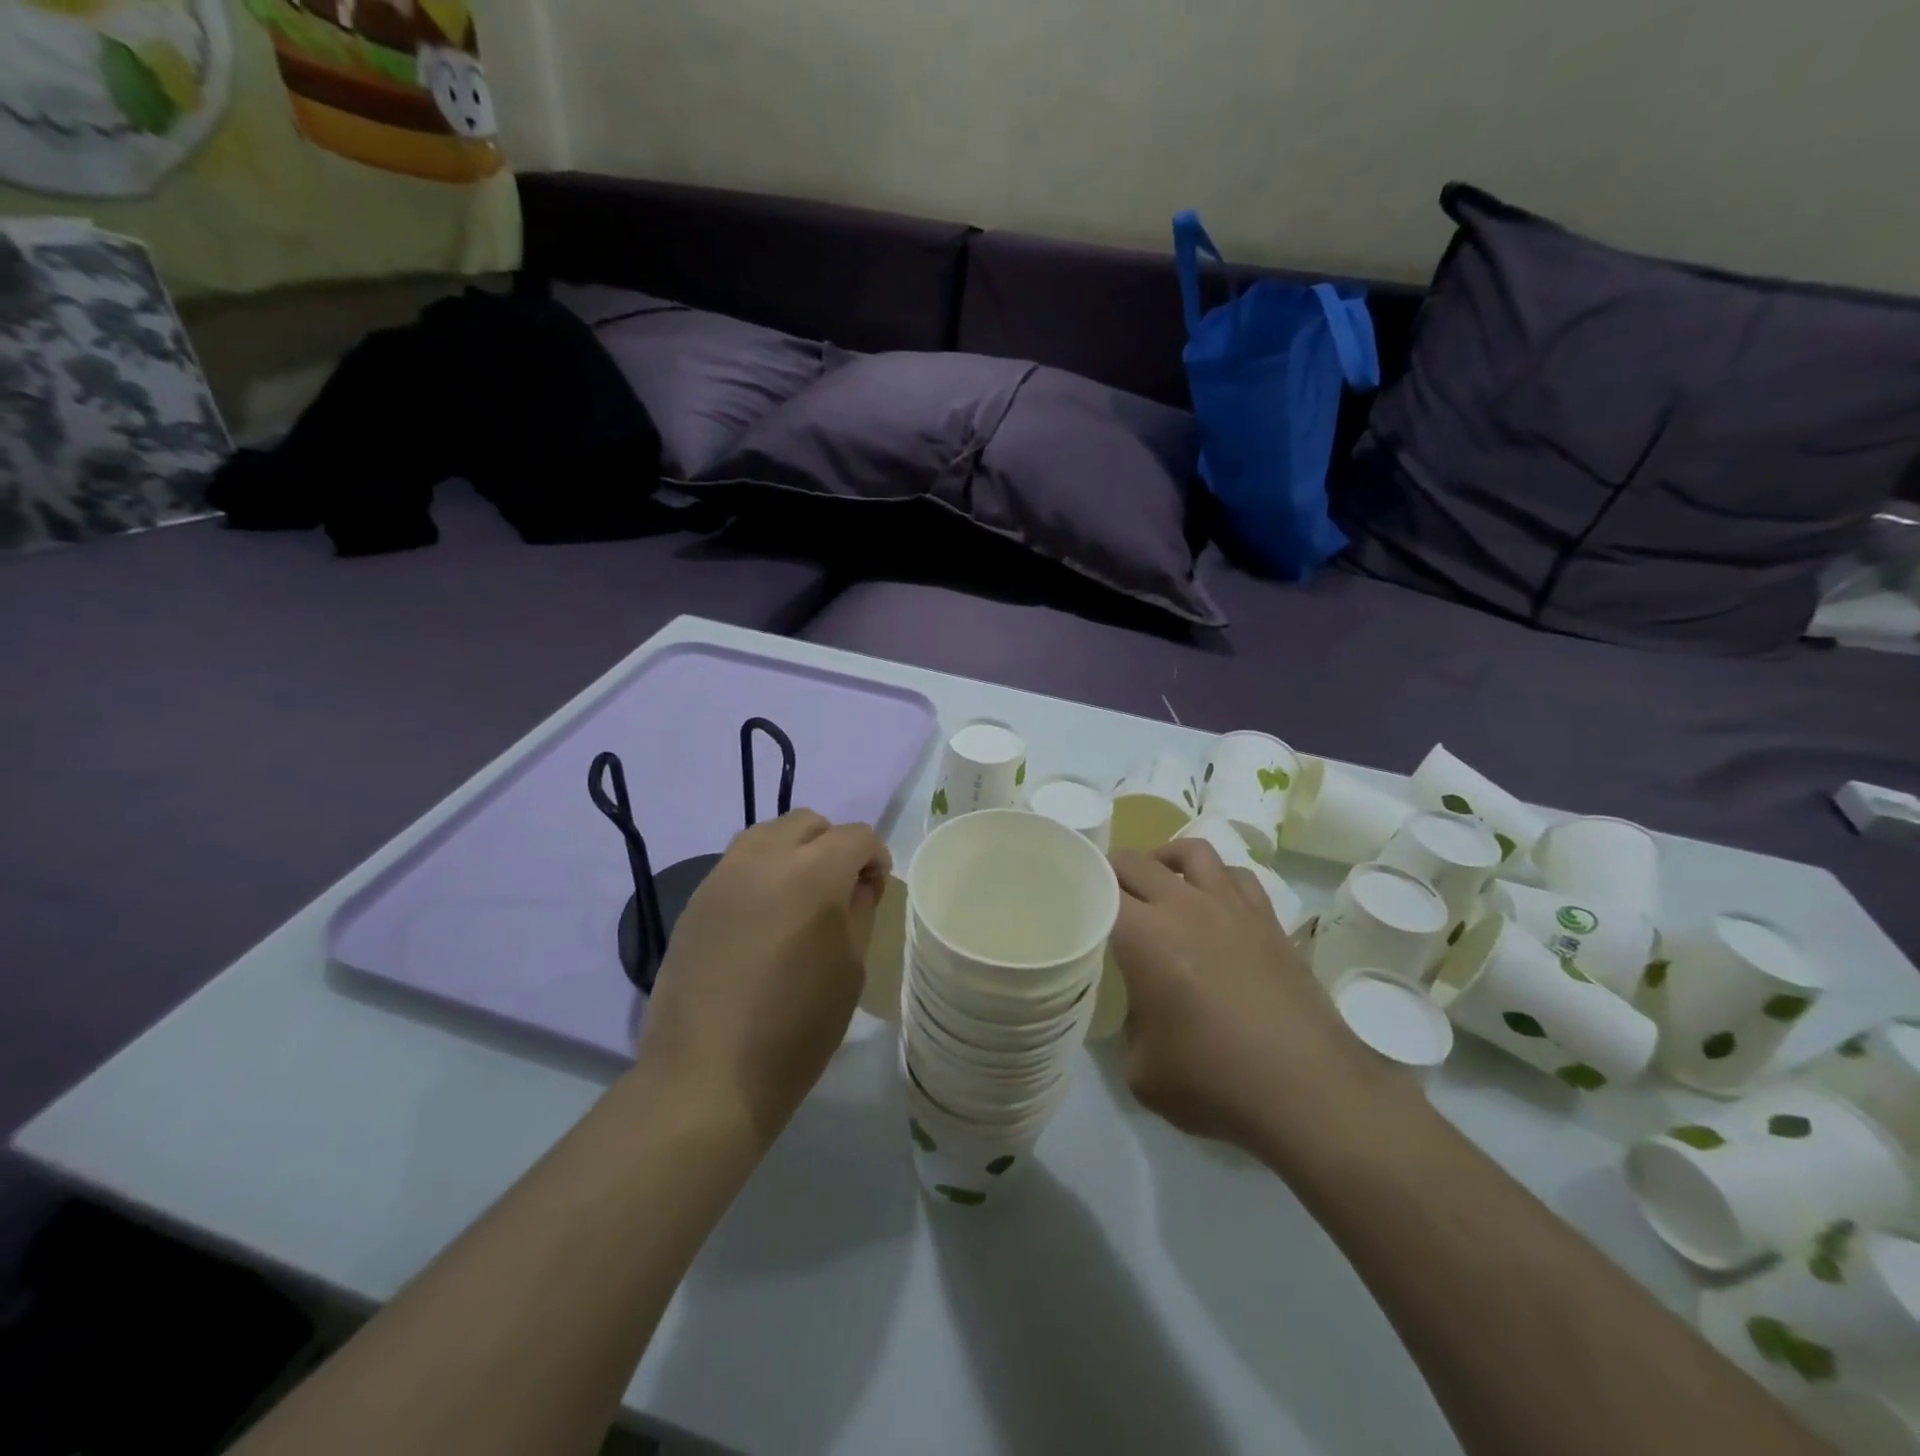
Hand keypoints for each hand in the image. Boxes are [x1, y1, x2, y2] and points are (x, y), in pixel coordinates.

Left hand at [636, 811, 890, 1147]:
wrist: (706, 1076)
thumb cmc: (796, 1029)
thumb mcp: (851, 970)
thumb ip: (859, 910)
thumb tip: (858, 883)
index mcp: (813, 874)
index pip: (856, 836)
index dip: (874, 859)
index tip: (874, 893)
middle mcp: (765, 859)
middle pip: (809, 822)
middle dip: (833, 846)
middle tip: (838, 892)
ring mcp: (723, 875)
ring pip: (768, 833)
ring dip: (794, 852)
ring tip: (797, 900)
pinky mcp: (696, 899)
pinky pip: (738, 863)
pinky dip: (761, 872)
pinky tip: (761, 920)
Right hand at [1109, 839, 1415, 1154]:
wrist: (1308, 1090)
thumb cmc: (1215, 1081)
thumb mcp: (1142, 1071)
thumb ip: (1127, 1030)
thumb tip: (1138, 1014)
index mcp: (1144, 936)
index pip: (1098, 890)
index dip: (1078, 890)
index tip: (1067, 902)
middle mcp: (1184, 907)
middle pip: (1137, 861)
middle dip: (1112, 872)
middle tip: (1104, 897)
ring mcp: (1232, 907)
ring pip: (1191, 852)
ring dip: (1165, 860)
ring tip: (1158, 882)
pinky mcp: (1268, 921)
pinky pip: (1237, 875)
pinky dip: (1216, 878)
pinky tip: (1213, 903)